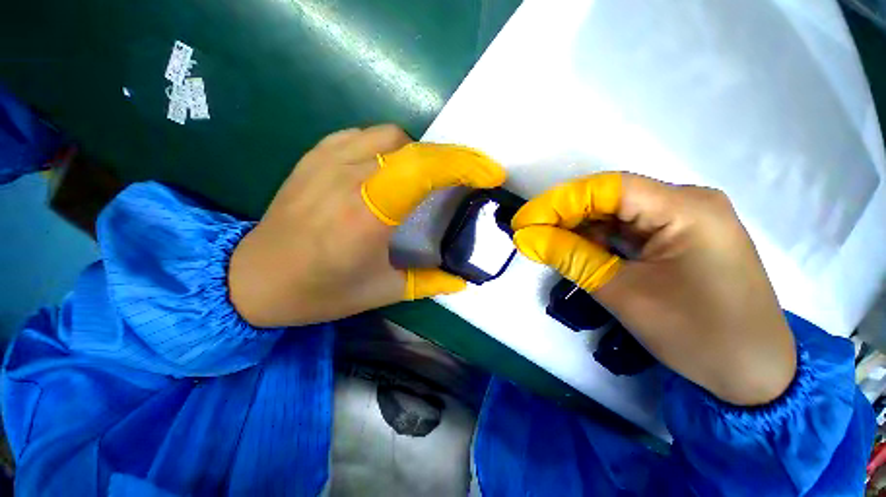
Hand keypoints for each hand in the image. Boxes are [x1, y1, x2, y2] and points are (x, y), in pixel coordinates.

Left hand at [228, 125, 505, 327]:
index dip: (462, 164)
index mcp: (365, 217)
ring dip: (419, 154)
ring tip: (426, 178)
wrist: (253, 277)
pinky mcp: (312, 156)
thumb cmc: (319, 292)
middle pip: (412, 148)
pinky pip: (363, 135)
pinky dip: (389, 147)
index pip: (421, 170)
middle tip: (466, 178)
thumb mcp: (381, 292)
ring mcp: (325, 161)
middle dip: (450, 158)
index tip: (489, 173)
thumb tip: (463, 279)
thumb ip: (429, 282)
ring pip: (389, 137)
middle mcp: (345, 180)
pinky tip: (390, 169)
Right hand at [512, 173, 795, 405]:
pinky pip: (629, 228)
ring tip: (550, 246)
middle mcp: (688, 202)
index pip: (608, 187)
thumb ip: (570, 258)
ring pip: (617, 213)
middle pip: (611, 197)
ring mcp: (687, 218)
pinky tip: (581, 252)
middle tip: (531, 236)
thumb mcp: (623, 294)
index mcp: (686, 208)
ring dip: (580, 229)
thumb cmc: (697, 335)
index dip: (558, 201)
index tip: (523, 221)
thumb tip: (526, 237)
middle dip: (566, 216)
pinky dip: (600, 240)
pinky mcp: (681, 237)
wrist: (754, 374)